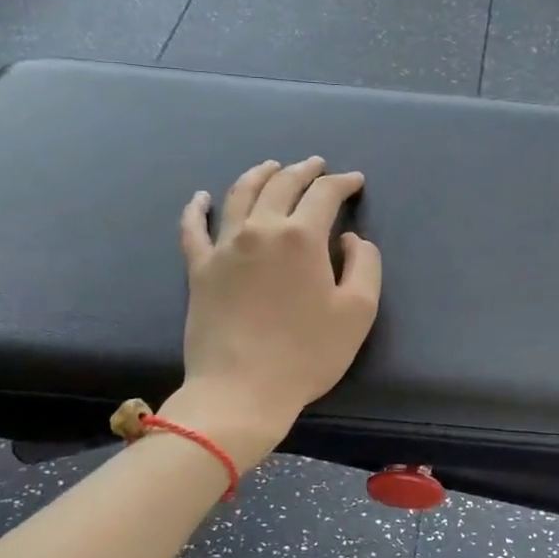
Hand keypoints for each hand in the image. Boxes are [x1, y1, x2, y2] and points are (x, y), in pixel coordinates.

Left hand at [170, 157, 382, 462]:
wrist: (241, 391)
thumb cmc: (307, 353)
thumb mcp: (358, 311)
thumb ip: (365, 264)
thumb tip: (349, 239)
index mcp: (301, 236)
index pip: (324, 194)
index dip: (343, 183)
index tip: (355, 181)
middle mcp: (260, 230)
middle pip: (281, 185)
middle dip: (303, 170)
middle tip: (317, 166)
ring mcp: (224, 247)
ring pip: (240, 195)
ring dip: (259, 175)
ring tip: (272, 167)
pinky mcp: (199, 269)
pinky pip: (194, 228)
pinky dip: (197, 208)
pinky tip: (201, 197)